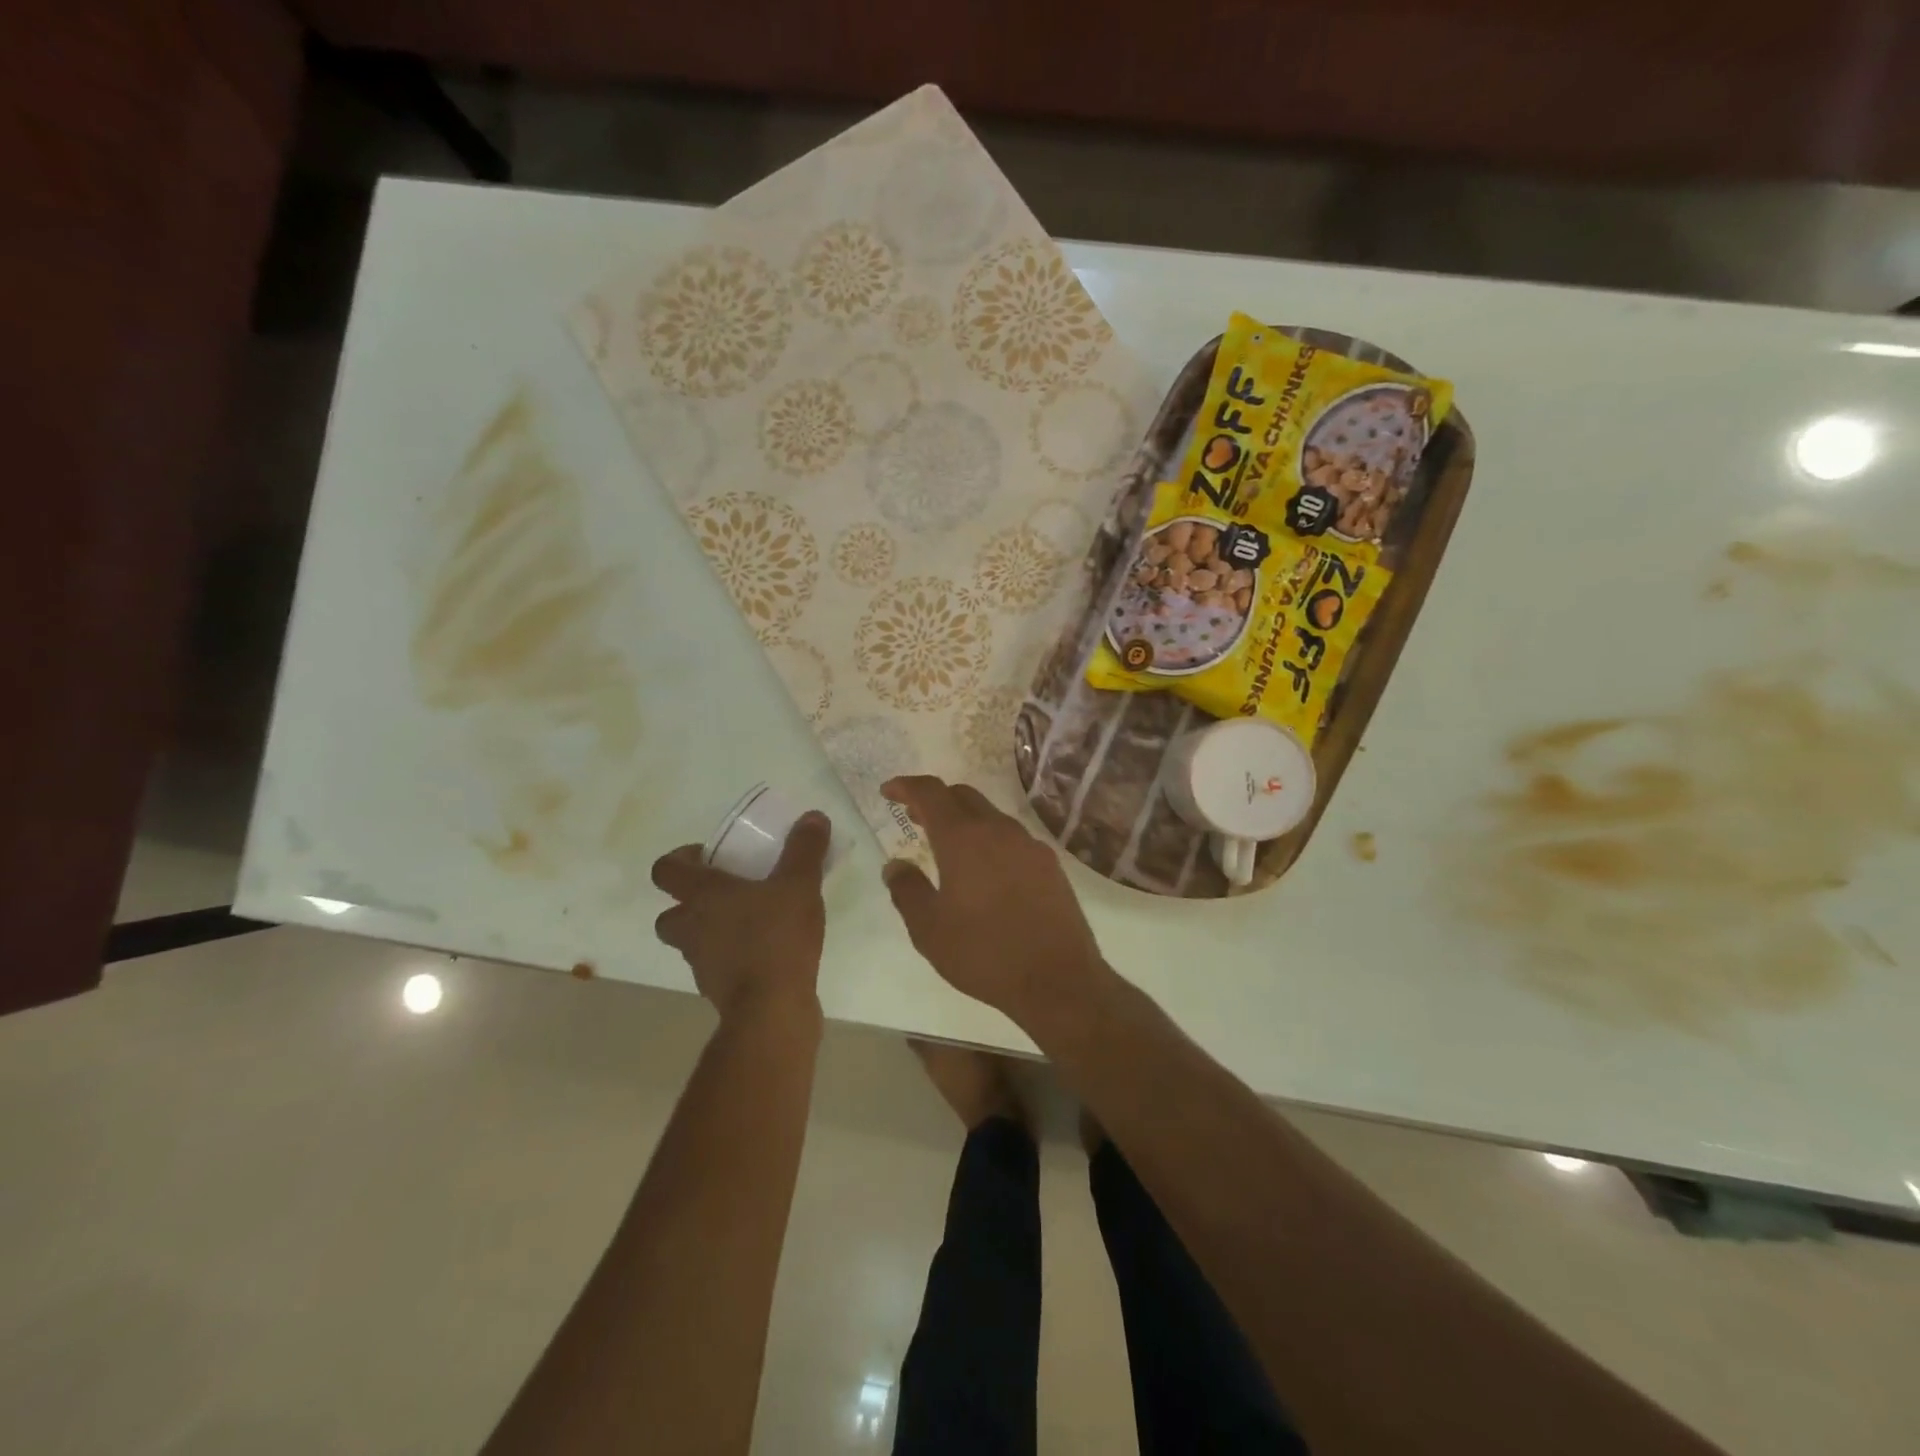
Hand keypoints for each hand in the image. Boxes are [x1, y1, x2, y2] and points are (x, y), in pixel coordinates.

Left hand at [651, 812, 830, 1024]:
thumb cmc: (777, 937)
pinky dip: (733, 958)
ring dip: (712, 931)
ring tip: (752, 922)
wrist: (772, 1009)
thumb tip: (812, 816)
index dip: (679, 859)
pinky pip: (718, 966)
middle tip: (726, 893)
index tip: (708, 856)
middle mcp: (692, 928)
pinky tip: (766, 952)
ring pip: (693, 941)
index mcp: (702, 895)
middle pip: (670, 913)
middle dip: (690, 903)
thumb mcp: (800, 884)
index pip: (664, 870)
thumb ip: (804, 849)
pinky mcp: (718, 990)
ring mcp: (701, 963)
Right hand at [880, 777, 1104, 1020]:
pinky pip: (1012, 838)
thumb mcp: (929, 930)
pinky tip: (986, 870)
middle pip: (962, 796)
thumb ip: (907, 891)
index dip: (906, 786)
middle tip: (914, 817)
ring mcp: (1029, 845)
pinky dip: (990, 840)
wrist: (1058, 979)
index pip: (930, 793)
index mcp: (963, 838)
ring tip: (948, 846)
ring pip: (990, 815)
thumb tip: (895, 865)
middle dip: (935, 800)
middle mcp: (998, 830)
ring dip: (964, 820)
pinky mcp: (1049, 864)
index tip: (889, 791)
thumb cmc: (984, 953)